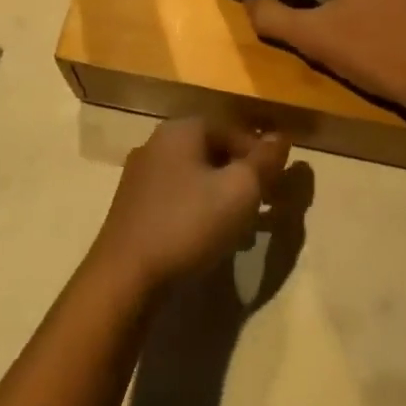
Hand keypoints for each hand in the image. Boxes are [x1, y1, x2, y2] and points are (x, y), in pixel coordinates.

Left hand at [88, 117, 290, 298]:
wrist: (125, 276)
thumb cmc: (188, 224)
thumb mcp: (239, 190)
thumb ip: (263, 162)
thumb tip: (280, 137)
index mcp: (181, 130)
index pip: (232, 129)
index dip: (260, 154)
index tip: (278, 185)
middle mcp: (157, 143)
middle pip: (213, 151)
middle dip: (242, 176)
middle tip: (265, 205)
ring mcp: (140, 175)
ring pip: (195, 176)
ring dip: (223, 196)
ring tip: (243, 228)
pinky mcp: (133, 207)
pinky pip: (177, 198)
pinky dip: (199, 210)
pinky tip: (210, 238)